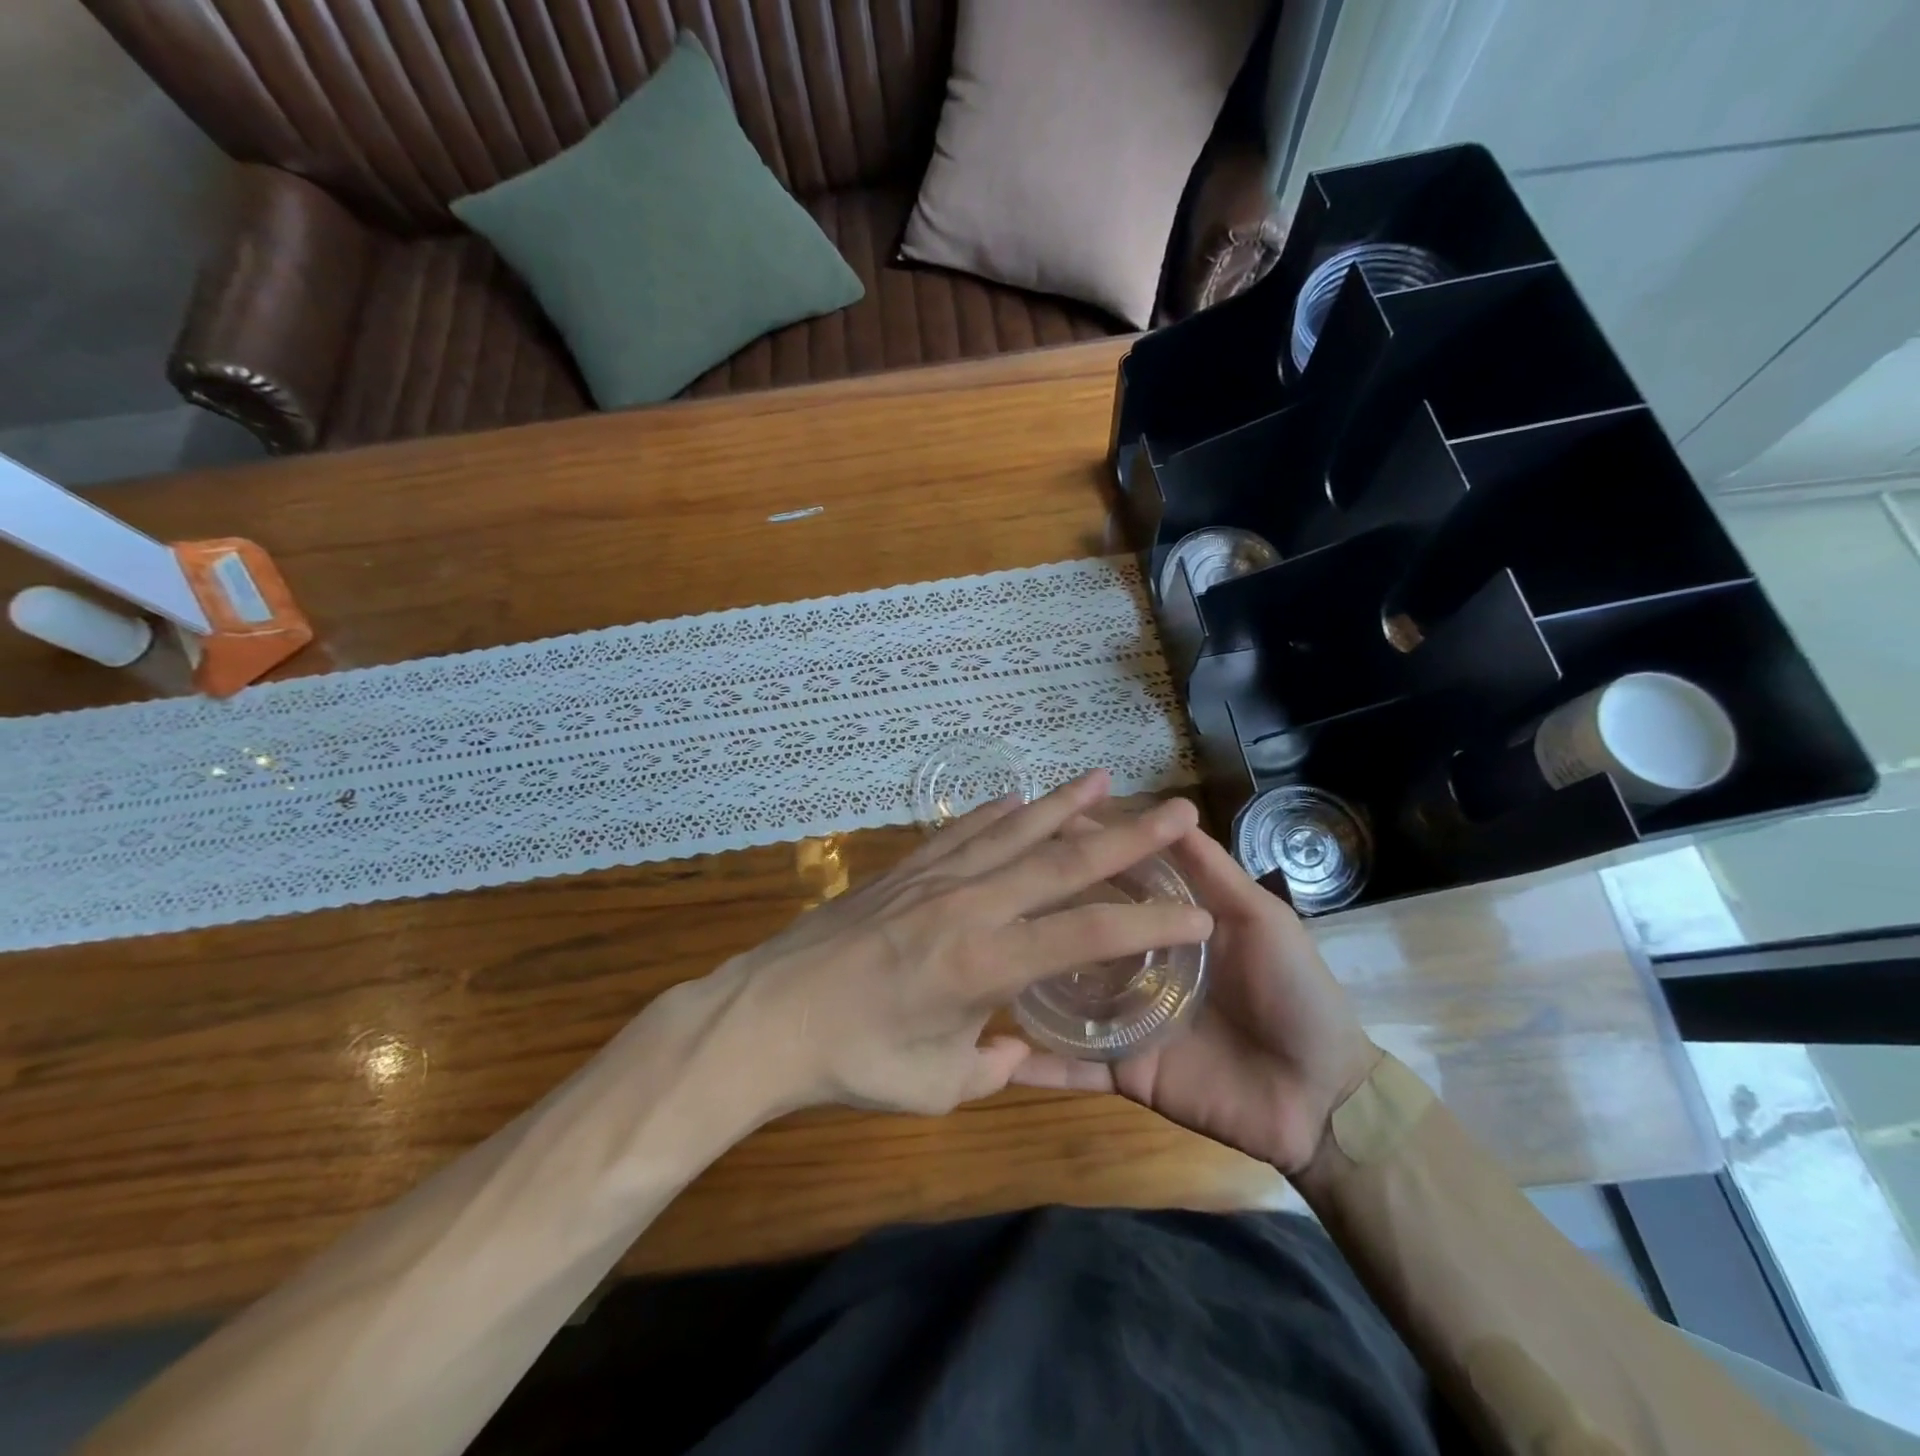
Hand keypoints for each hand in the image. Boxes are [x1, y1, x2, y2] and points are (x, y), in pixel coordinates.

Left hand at [714, 771, 1213, 1117]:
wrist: (767, 1016)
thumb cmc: (852, 1062)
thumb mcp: (935, 1086)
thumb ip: (992, 1068)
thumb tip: (1020, 1054)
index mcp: (986, 965)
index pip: (1087, 936)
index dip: (1149, 924)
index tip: (1200, 915)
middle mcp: (970, 905)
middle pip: (1061, 862)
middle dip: (1127, 836)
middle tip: (1176, 808)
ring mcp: (934, 878)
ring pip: (1013, 831)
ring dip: (1063, 805)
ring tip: (1104, 778)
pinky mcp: (904, 870)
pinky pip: (961, 831)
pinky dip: (995, 813)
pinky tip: (1017, 800)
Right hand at [1012, 823, 1378, 1176]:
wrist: (1320, 1097)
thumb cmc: (1294, 994)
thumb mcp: (1259, 918)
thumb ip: (1211, 871)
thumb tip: (1170, 811)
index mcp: (1164, 926)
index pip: (1112, 881)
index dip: (1080, 854)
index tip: (1034, 830)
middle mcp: (1134, 965)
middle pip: (1078, 933)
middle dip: (1038, 912)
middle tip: (984, 889)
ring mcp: (1124, 1018)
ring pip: (1063, 996)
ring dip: (1023, 980)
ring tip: (973, 956)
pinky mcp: (1124, 1070)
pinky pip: (1074, 1067)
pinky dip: (1037, 1066)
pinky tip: (994, 1053)